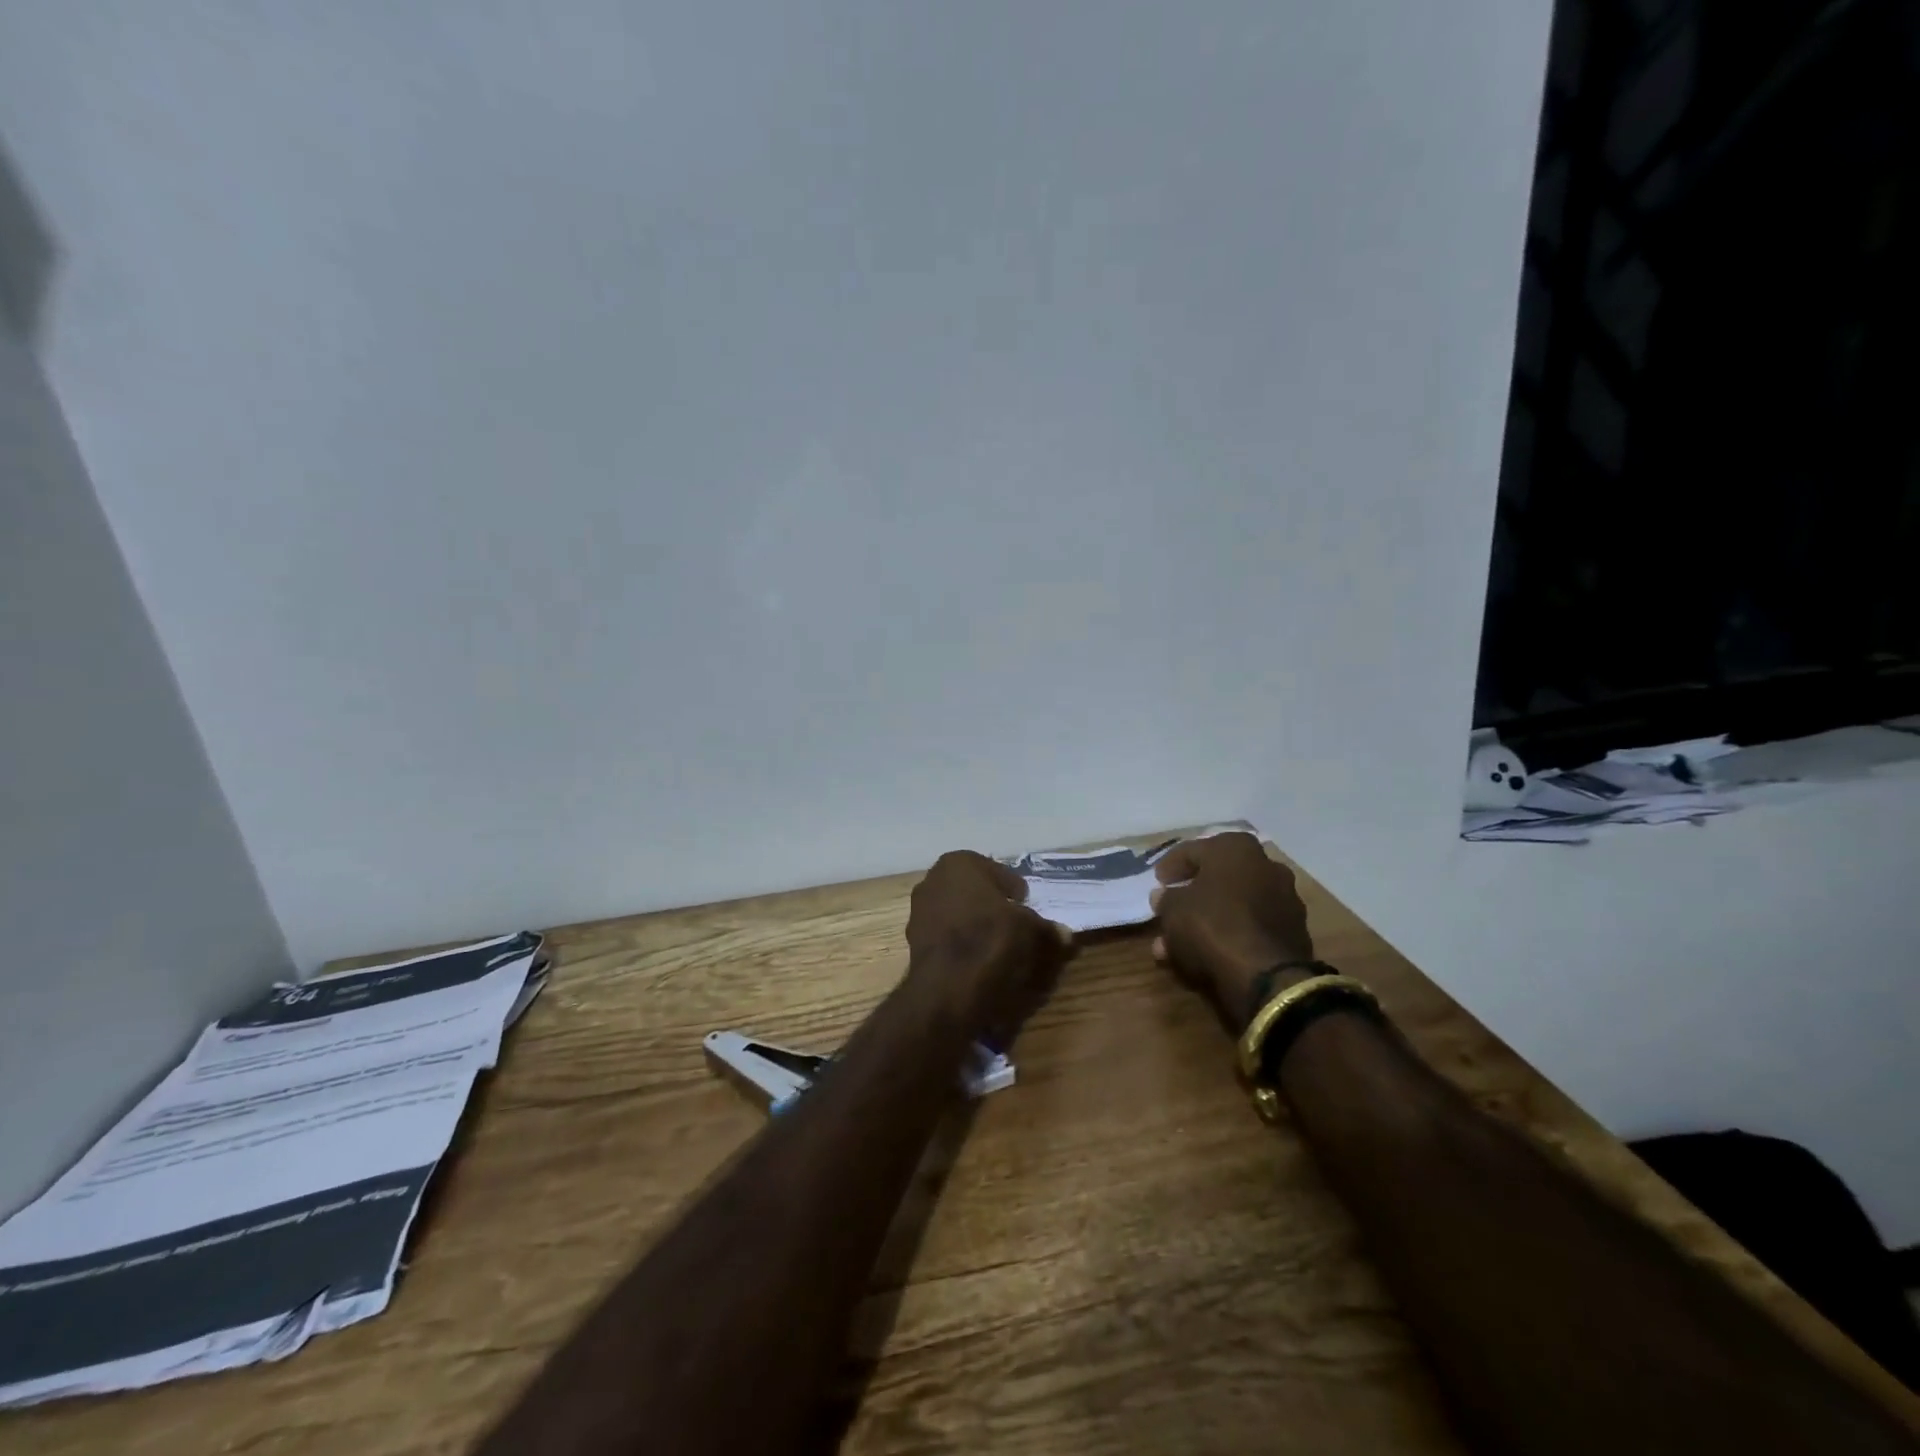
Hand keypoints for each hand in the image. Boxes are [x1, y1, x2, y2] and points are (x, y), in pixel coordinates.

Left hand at [903, 851, 1073, 1043]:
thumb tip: (1064, 933)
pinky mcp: (913, 941)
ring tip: (1000, 946)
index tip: (1027, 905)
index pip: (996, 871)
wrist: (949, 989)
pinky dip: (961, 944)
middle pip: (973, 891)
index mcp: (958, 862)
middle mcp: (933, 879)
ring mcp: (918, 911)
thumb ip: (1046, 928)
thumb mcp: (1031, 930)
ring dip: (976, 925)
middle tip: (1016, 924)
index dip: (1014, 889)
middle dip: (992, 904)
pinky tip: (978, 961)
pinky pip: (947, 937)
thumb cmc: (991, 940)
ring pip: (958, 913)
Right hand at [1149, 832, 1314, 1030]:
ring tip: (1178, 942)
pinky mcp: (1293, 932)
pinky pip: (1250, 926)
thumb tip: (1164, 896)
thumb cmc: (1212, 925)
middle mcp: (1266, 865)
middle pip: (1217, 877)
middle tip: (1170, 908)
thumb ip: (1166, 899)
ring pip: (1233, 905)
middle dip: (1191, 895)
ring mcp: (1284, 899)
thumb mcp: (1173, 910)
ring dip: (1207, 919)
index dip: (1170, 866)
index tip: (1157, 881)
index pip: (1193, 850)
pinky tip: (1205, 953)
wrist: (1267, 976)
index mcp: (1236, 848)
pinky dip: (1229, 935)